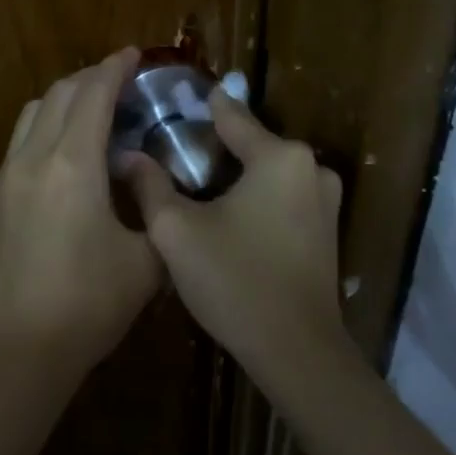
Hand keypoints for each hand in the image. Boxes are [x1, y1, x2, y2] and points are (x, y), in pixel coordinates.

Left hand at [0, 49, 161, 367]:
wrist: (20, 350)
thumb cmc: (91, 302)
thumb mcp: (146, 259)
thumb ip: (153, 208)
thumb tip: (144, 179)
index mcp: (73, 163)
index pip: (94, 94)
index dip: (115, 67)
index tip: (133, 54)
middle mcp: (32, 158)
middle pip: (59, 94)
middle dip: (89, 78)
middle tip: (117, 83)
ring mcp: (3, 179)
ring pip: (30, 116)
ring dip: (61, 103)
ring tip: (87, 116)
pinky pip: (16, 149)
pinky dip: (41, 136)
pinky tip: (58, 165)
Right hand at [115, 90, 345, 386]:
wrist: (298, 354)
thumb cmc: (235, 281)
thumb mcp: (177, 231)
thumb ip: (150, 186)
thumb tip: (127, 156)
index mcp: (279, 156)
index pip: (231, 114)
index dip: (199, 107)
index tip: (173, 100)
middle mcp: (310, 166)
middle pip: (251, 142)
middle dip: (214, 147)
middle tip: (173, 155)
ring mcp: (325, 198)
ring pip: (267, 170)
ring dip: (236, 174)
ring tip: (195, 186)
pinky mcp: (328, 227)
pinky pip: (283, 194)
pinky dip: (257, 197)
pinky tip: (229, 216)